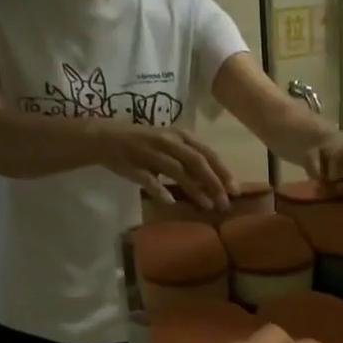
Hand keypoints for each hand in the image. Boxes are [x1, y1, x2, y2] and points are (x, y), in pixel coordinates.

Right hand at [94, 123, 235, 210]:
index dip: (222, 172)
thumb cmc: (145, 143)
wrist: (106, 138)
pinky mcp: (132, 164)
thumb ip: (191, 160)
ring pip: (177, 171)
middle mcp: (167, 141)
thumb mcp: (171, 145)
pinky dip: (159, 190)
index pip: (207, 153)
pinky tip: (171, 202)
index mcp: (180, 135)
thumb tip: (216, 183)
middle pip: (196, 162)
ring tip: (207, 206)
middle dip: (213, 183)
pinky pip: (148, 179)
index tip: (235, 190)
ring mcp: (150, 152)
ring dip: (194, 189)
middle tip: (225, 204)